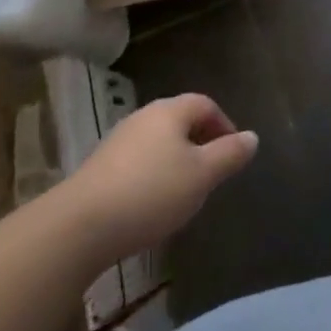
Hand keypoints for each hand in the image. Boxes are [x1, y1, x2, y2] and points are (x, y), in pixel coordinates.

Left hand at [61, 94, 258, 268]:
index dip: (224, 125)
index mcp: (170, 111)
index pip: (205, 104)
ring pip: (158, 142)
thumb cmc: (151, 193)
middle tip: (212, 173)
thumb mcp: (202, 176)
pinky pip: (137, 161)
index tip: (233, 155)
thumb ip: (230, 154)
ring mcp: (118, 141)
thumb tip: (252, 136)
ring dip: (176, 160)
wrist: (79, 226)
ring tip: (185, 192)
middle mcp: (143, 117)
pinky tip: (152, 204)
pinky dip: (152, 175)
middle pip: (180, 120)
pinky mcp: (99, 167)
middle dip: (200, 142)